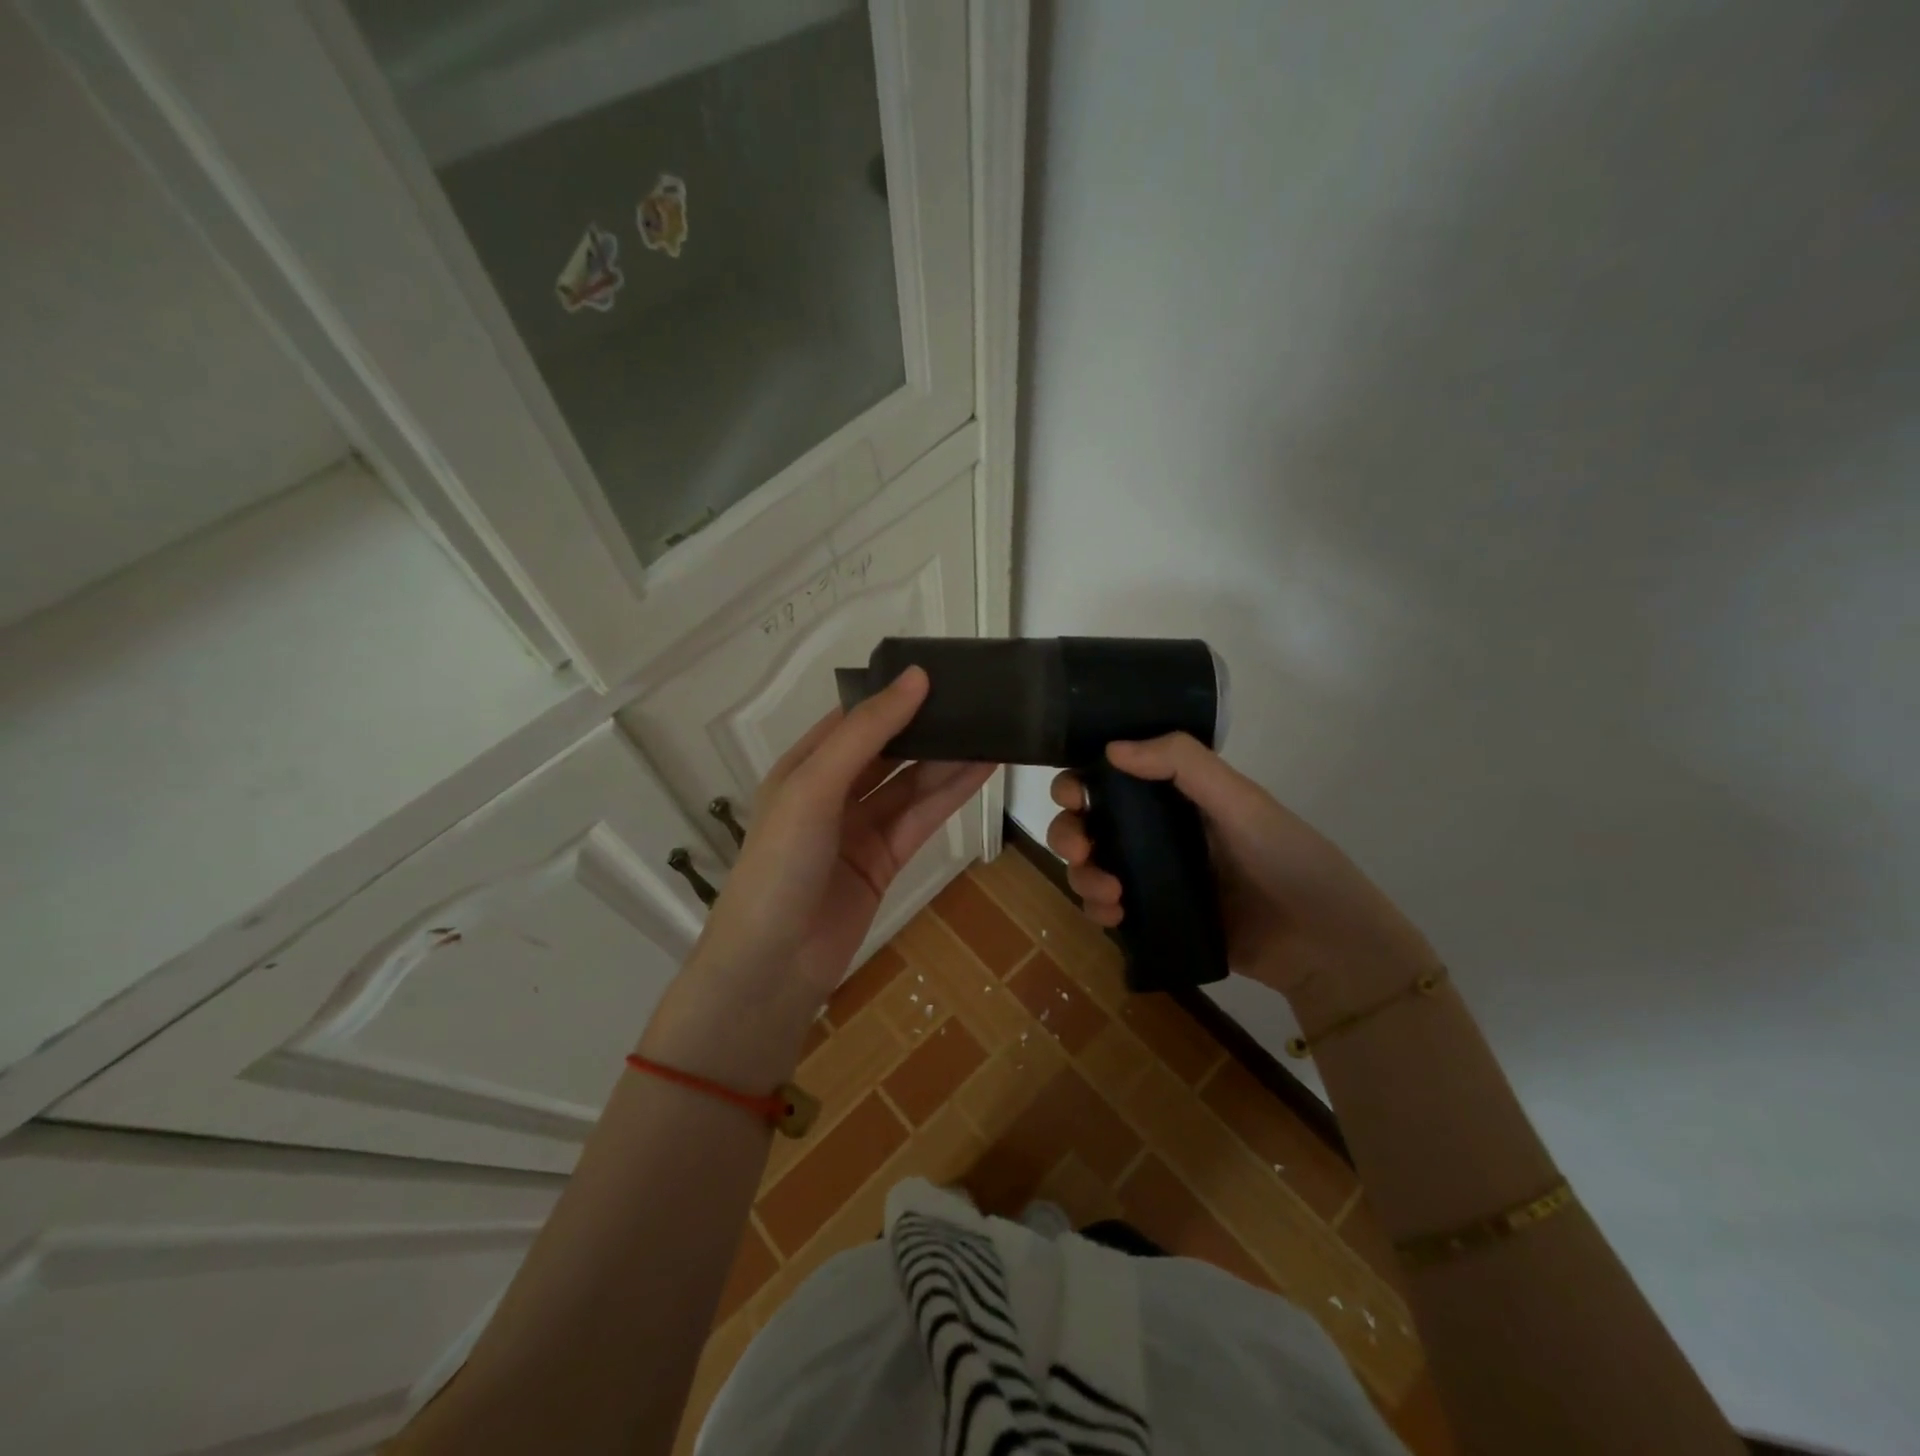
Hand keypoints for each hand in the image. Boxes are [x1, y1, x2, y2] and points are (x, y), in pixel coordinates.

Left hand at [690, 667, 996, 1009]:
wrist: (774, 964)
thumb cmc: (782, 863)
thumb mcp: (815, 786)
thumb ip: (867, 733)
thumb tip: (915, 677)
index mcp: (805, 765)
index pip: (857, 717)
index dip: (896, 694)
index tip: (943, 670)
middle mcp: (833, 791)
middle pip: (889, 748)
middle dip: (928, 725)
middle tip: (979, 697)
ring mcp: (861, 827)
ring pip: (912, 782)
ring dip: (949, 757)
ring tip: (994, 726)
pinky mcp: (886, 859)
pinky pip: (923, 816)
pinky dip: (952, 793)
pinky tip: (985, 767)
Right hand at [1047, 733, 1437, 1011]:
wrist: (1326, 946)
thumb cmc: (1290, 860)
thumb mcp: (1242, 802)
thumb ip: (1183, 765)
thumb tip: (1111, 747)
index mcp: (1177, 798)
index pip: (1112, 779)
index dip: (1081, 783)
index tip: (1072, 796)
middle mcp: (1158, 833)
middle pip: (1090, 824)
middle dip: (1070, 833)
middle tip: (1081, 849)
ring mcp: (1155, 878)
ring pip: (1092, 867)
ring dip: (1083, 875)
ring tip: (1109, 894)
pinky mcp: (1156, 919)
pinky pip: (1109, 910)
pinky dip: (1099, 911)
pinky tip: (1114, 916)